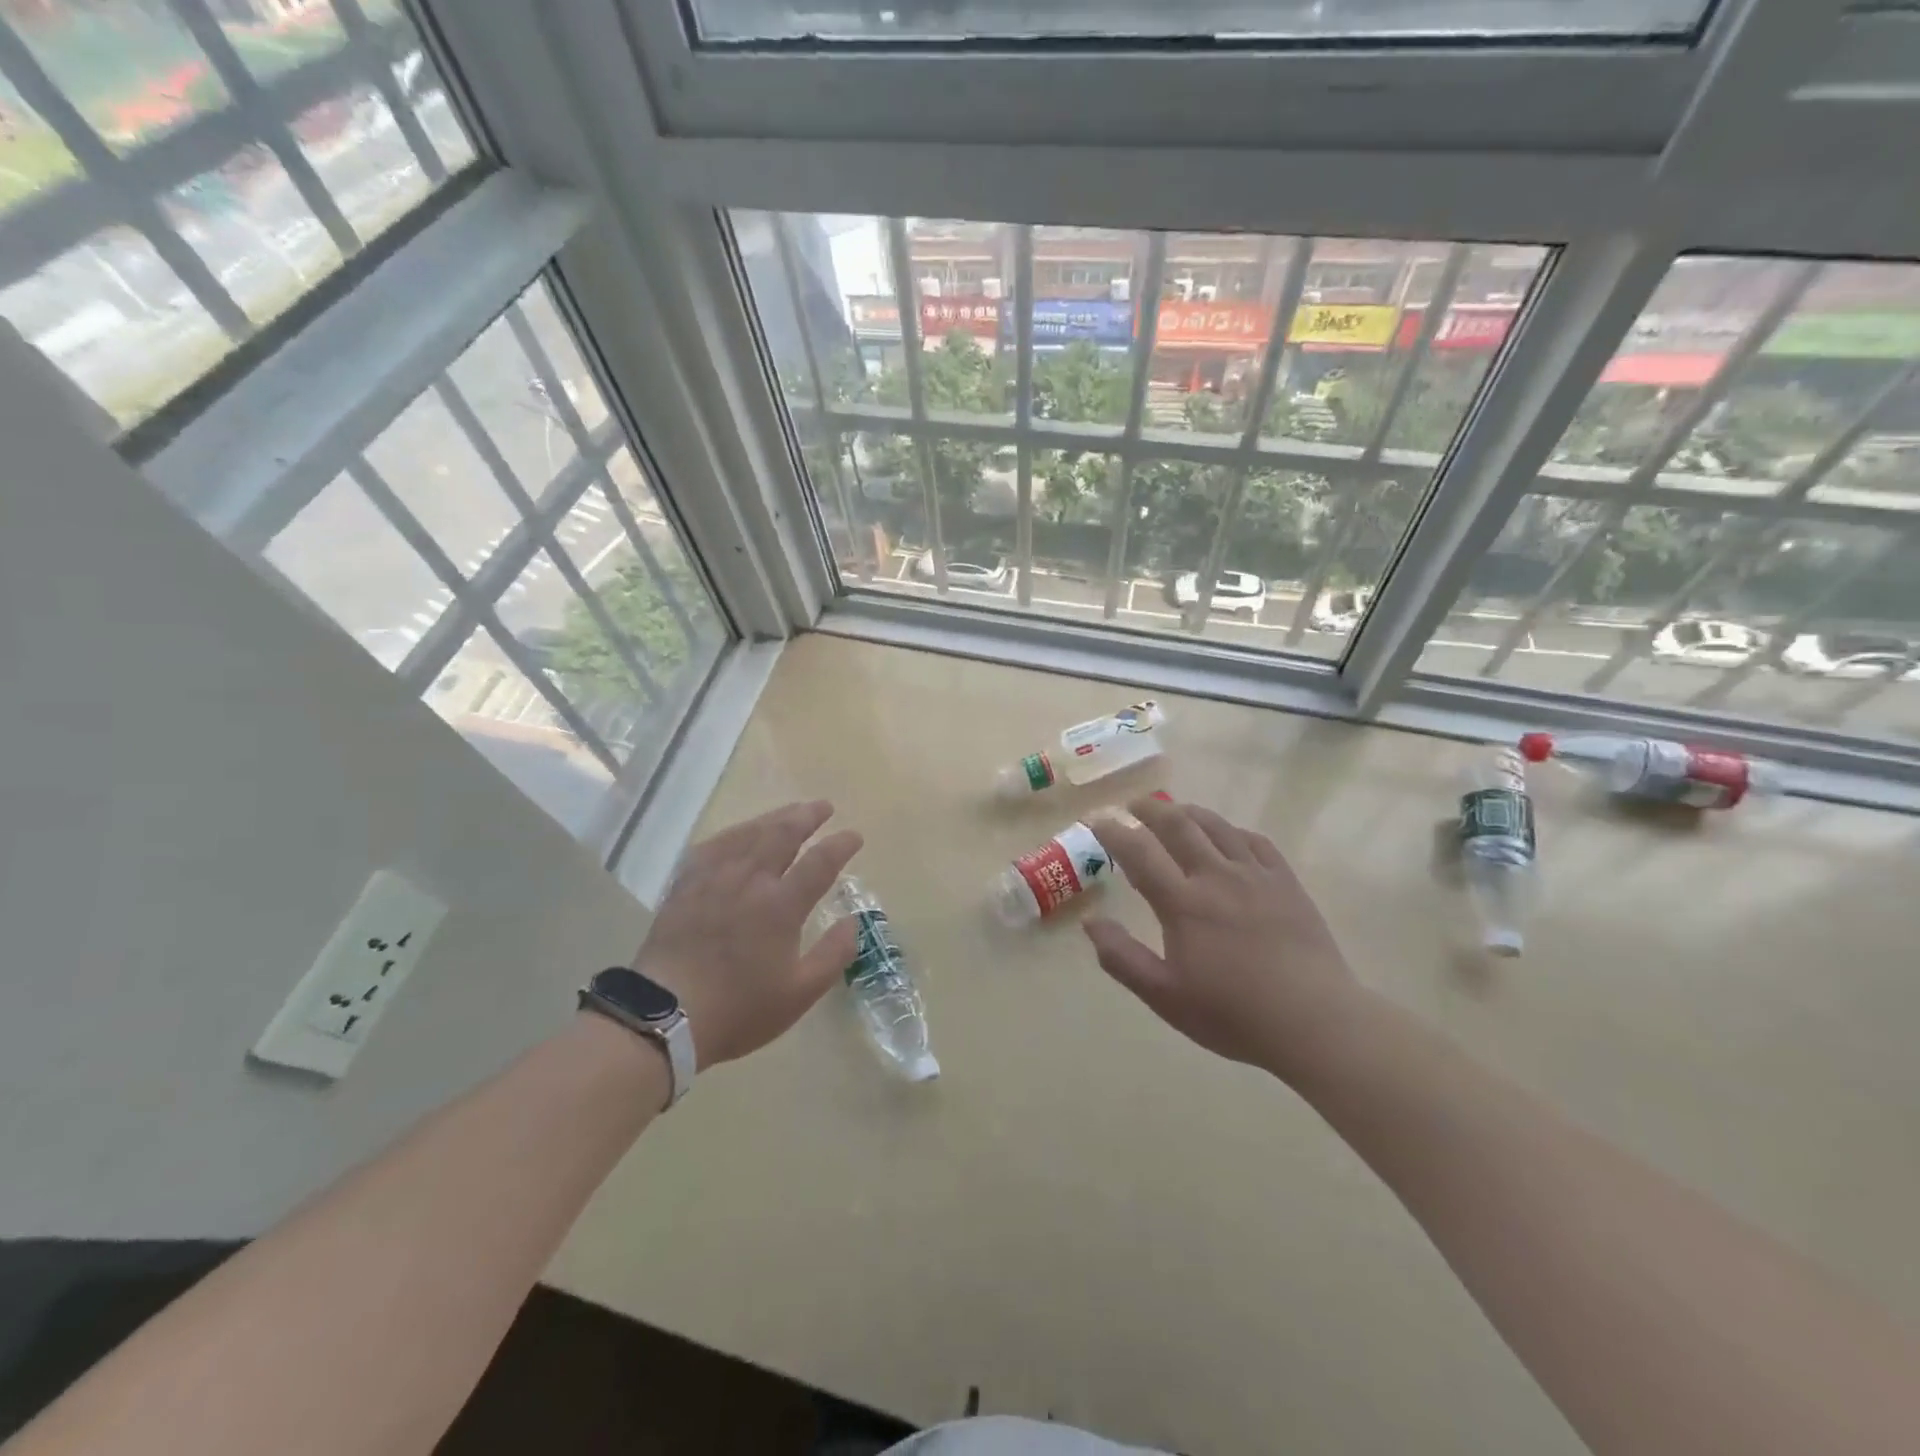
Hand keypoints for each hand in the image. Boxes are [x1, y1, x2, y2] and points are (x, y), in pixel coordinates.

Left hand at [635, 800, 861, 1067]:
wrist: (665, 1017)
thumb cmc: (739, 1009)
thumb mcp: (799, 994)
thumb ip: (833, 954)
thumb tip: (853, 921)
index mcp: (781, 905)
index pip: (819, 862)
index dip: (841, 845)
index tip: (855, 836)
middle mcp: (750, 880)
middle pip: (782, 834)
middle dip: (807, 816)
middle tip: (823, 807)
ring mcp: (714, 879)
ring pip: (748, 833)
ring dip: (774, 817)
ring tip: (790, 811)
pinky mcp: (686, 886)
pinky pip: (713, 846)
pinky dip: (734, 833)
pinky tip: (738, 834)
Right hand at [1083, 795, 1364, 1081]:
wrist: (1315, 1021)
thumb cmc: (1233, 1014)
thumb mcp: (1165, 997)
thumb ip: (1122, 958)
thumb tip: (1090, 921)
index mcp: (1183, 903)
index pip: (1139, 852)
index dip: (1113, 831)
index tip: (1097, 821)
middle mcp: (1216, 876)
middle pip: (1178, 825)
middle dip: (1150, 810)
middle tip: (1133, 806)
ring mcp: (1255, 875)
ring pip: (1216, 826)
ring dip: (1188, 812)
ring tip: (1174, 811)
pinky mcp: (1286, 882)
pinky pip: (1255, 841)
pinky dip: (1232, 830)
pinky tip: (1227, 836)